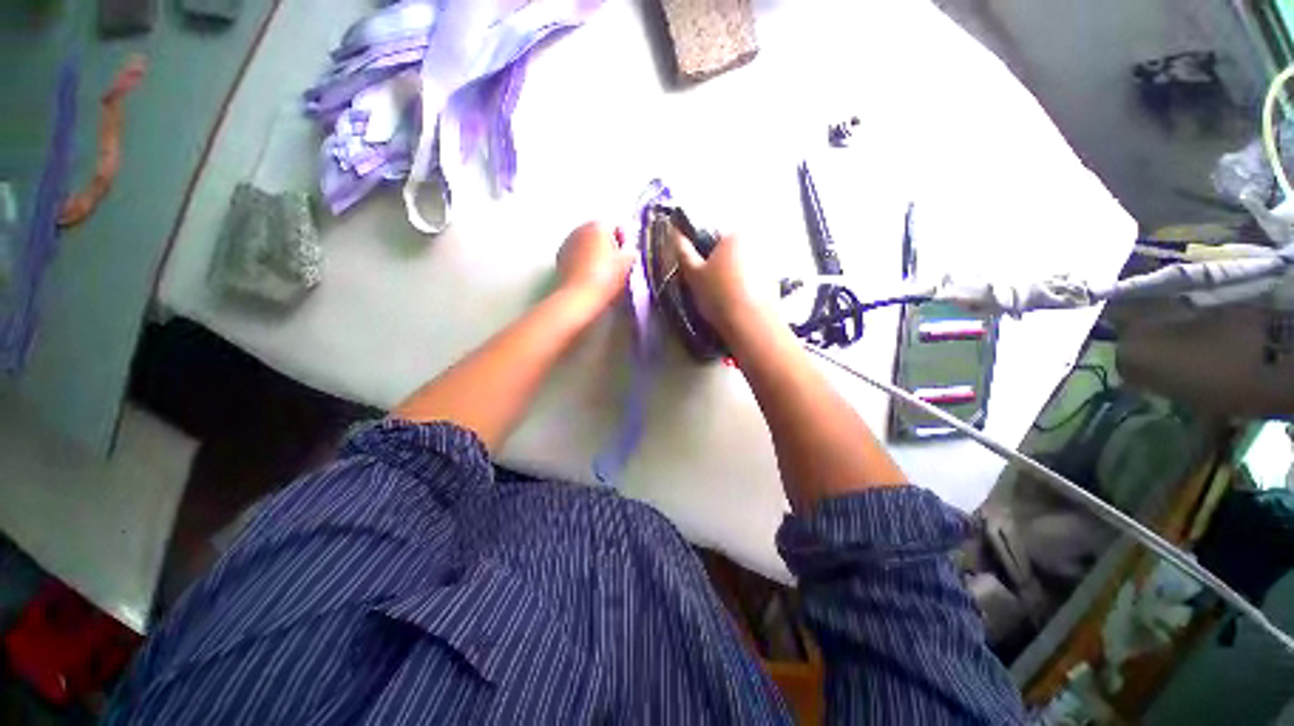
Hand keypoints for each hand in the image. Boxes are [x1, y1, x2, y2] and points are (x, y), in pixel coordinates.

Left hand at [556, 222, 634, 309]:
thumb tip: (629, 254)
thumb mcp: (627, 265)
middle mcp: (579, 230)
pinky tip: (591, 280)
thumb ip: (630, 254)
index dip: (622, 243)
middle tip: (616, 266)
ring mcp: (567, 245)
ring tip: (603, 276)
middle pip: (597, 236)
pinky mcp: (560, 260)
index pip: (614, 228)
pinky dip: (582, 265)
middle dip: (606, 248)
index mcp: (598, 226)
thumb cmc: (604, 279)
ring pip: (585, 247)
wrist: (580, 297)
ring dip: (594, 257)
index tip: (625, 255)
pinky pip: (575, 259)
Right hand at [671, 227, 769, 336]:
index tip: (697, 273)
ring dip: (733, 277)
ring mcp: (768, 263)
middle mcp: (756, 243)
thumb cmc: (719, 296)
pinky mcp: (775, 282)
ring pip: (743, 267)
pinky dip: (746, 288)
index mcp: (734, 235)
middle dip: (719, 265)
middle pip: (730, 251)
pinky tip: (738, 304)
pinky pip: (754, 280)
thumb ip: (683, 251)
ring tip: (723, 299)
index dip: (702, 255)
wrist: (752, 325)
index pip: (712, 236)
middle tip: (709, 288)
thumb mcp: (693, 274)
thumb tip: (676, 234)